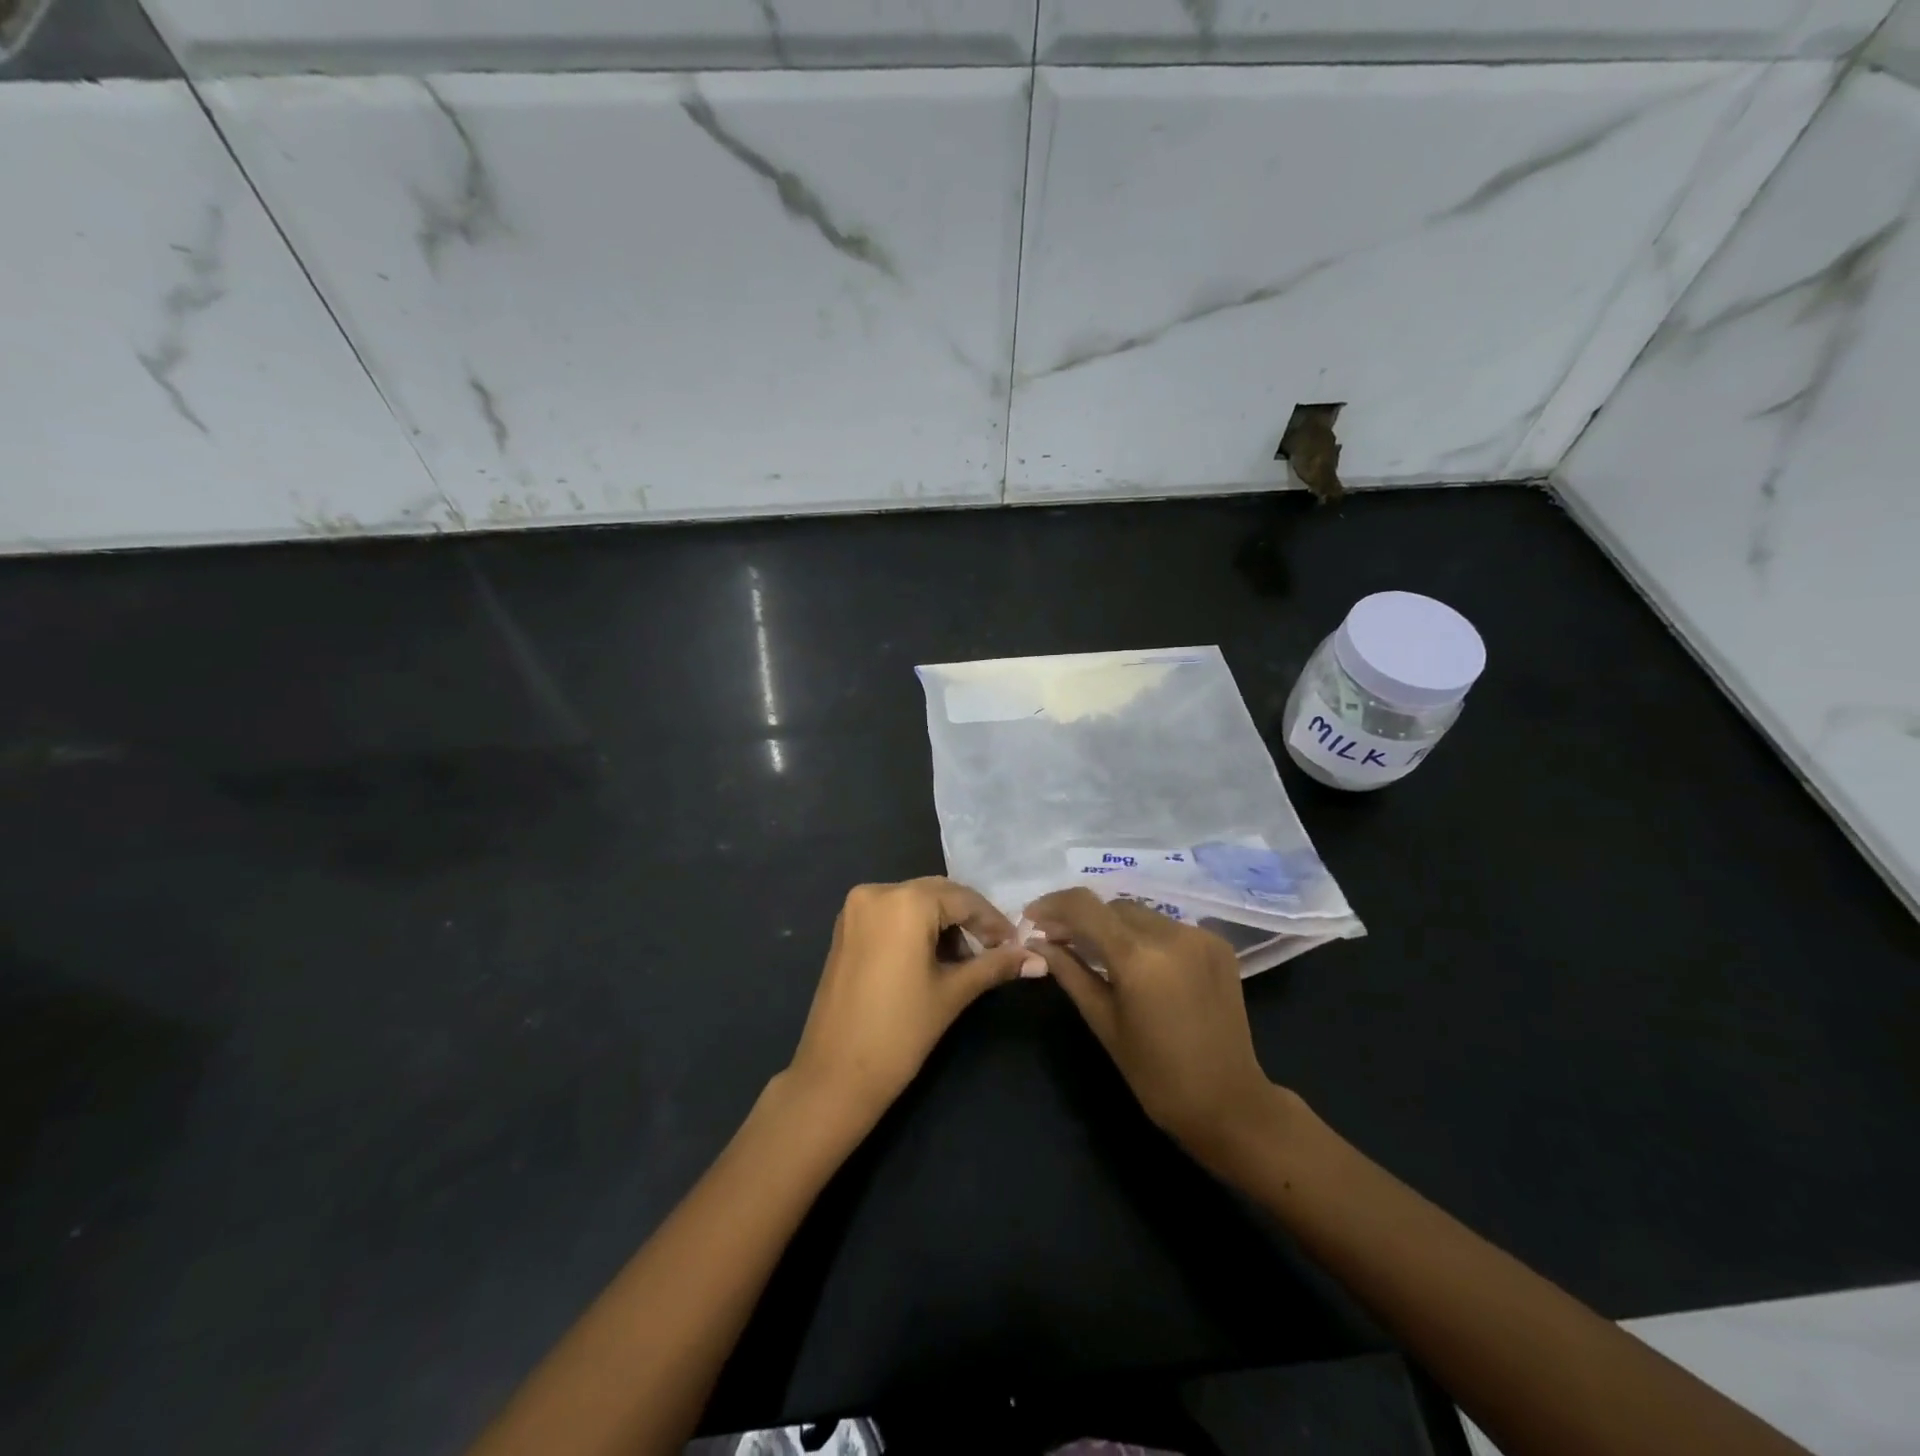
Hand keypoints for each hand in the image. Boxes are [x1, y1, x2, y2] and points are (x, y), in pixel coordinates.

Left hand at [786, 878, 1043, 1123]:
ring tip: (966, 959)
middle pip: (937, 894)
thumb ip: (995, 966)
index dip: (993, 921)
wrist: (834, 1075)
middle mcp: (876, 892)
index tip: (1016, 945)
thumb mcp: (953, 993)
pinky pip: (891, 913)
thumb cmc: (900, 1032)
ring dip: (942, 923)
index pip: (963, 899)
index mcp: (904, 901)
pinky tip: (932, 957)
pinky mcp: (845, 928)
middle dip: (968, 919)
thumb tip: (1039, 959)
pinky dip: (915, 927)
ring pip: (914, 901)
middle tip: (996, 949)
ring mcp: (855, 909)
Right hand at [1026, 888, 1292, 1172]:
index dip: (1052, 905)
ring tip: (1094, 949)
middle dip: (1081, 918)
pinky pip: (1167, 926)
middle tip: (1057, 939)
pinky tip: (1135, 960)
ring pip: (1140, 913)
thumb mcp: (1103, 1022)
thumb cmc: (1156, 1074)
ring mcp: (1199, 936)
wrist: (1229, 1102)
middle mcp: (1171, 934)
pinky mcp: (1217, 943)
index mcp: (1139, 958)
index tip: (1031, 918)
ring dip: (1112, 925)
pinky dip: (1143, 935)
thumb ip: (1070, 973)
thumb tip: (1037, 942)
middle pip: (1112, 907)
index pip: (1085, 906)